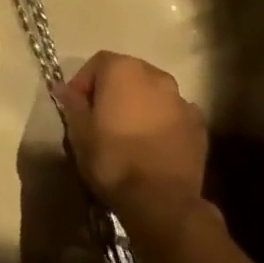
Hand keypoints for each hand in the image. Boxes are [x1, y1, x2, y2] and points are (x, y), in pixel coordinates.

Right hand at [55, 51, 209, 237]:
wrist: (161, 199)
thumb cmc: (112, 159)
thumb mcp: (79, 133)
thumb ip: (72, 104)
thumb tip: (64, 88)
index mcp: (123, 71)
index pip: (98, 62)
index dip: (84, 82)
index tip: (76, 107)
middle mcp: (156, 76)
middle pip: (129, 73)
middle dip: (113, 90)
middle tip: (101, 118)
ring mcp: (182, 99)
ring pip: (153, 94)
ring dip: (140, 105)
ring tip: (129, 133)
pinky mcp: (199, 124)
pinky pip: (173, 115)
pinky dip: (162, 122)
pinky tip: (153, 146)